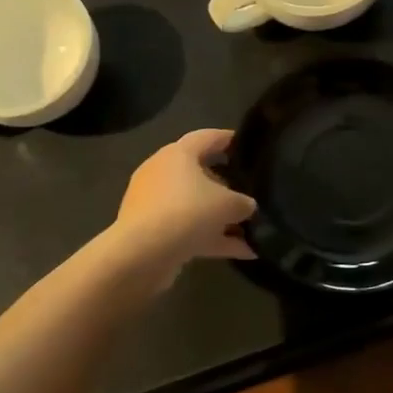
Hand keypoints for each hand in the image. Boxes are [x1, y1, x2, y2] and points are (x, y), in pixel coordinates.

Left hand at [116, 129, 256, 268]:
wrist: (141, 255)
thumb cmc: (187, 212)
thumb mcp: (228, 204)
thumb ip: (243, 202)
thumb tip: (247, 206)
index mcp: (178, 154)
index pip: (207, 137)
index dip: (229, 139)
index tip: (247, 145)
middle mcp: (163, 173)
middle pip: (200, 173)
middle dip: (227, 185)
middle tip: (250, 192)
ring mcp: (155, 204)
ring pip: (194, 205)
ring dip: (221, 218)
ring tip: (252, 229)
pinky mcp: (152, 231)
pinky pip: (188, 229)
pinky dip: (212, 238)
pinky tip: (242, 252)